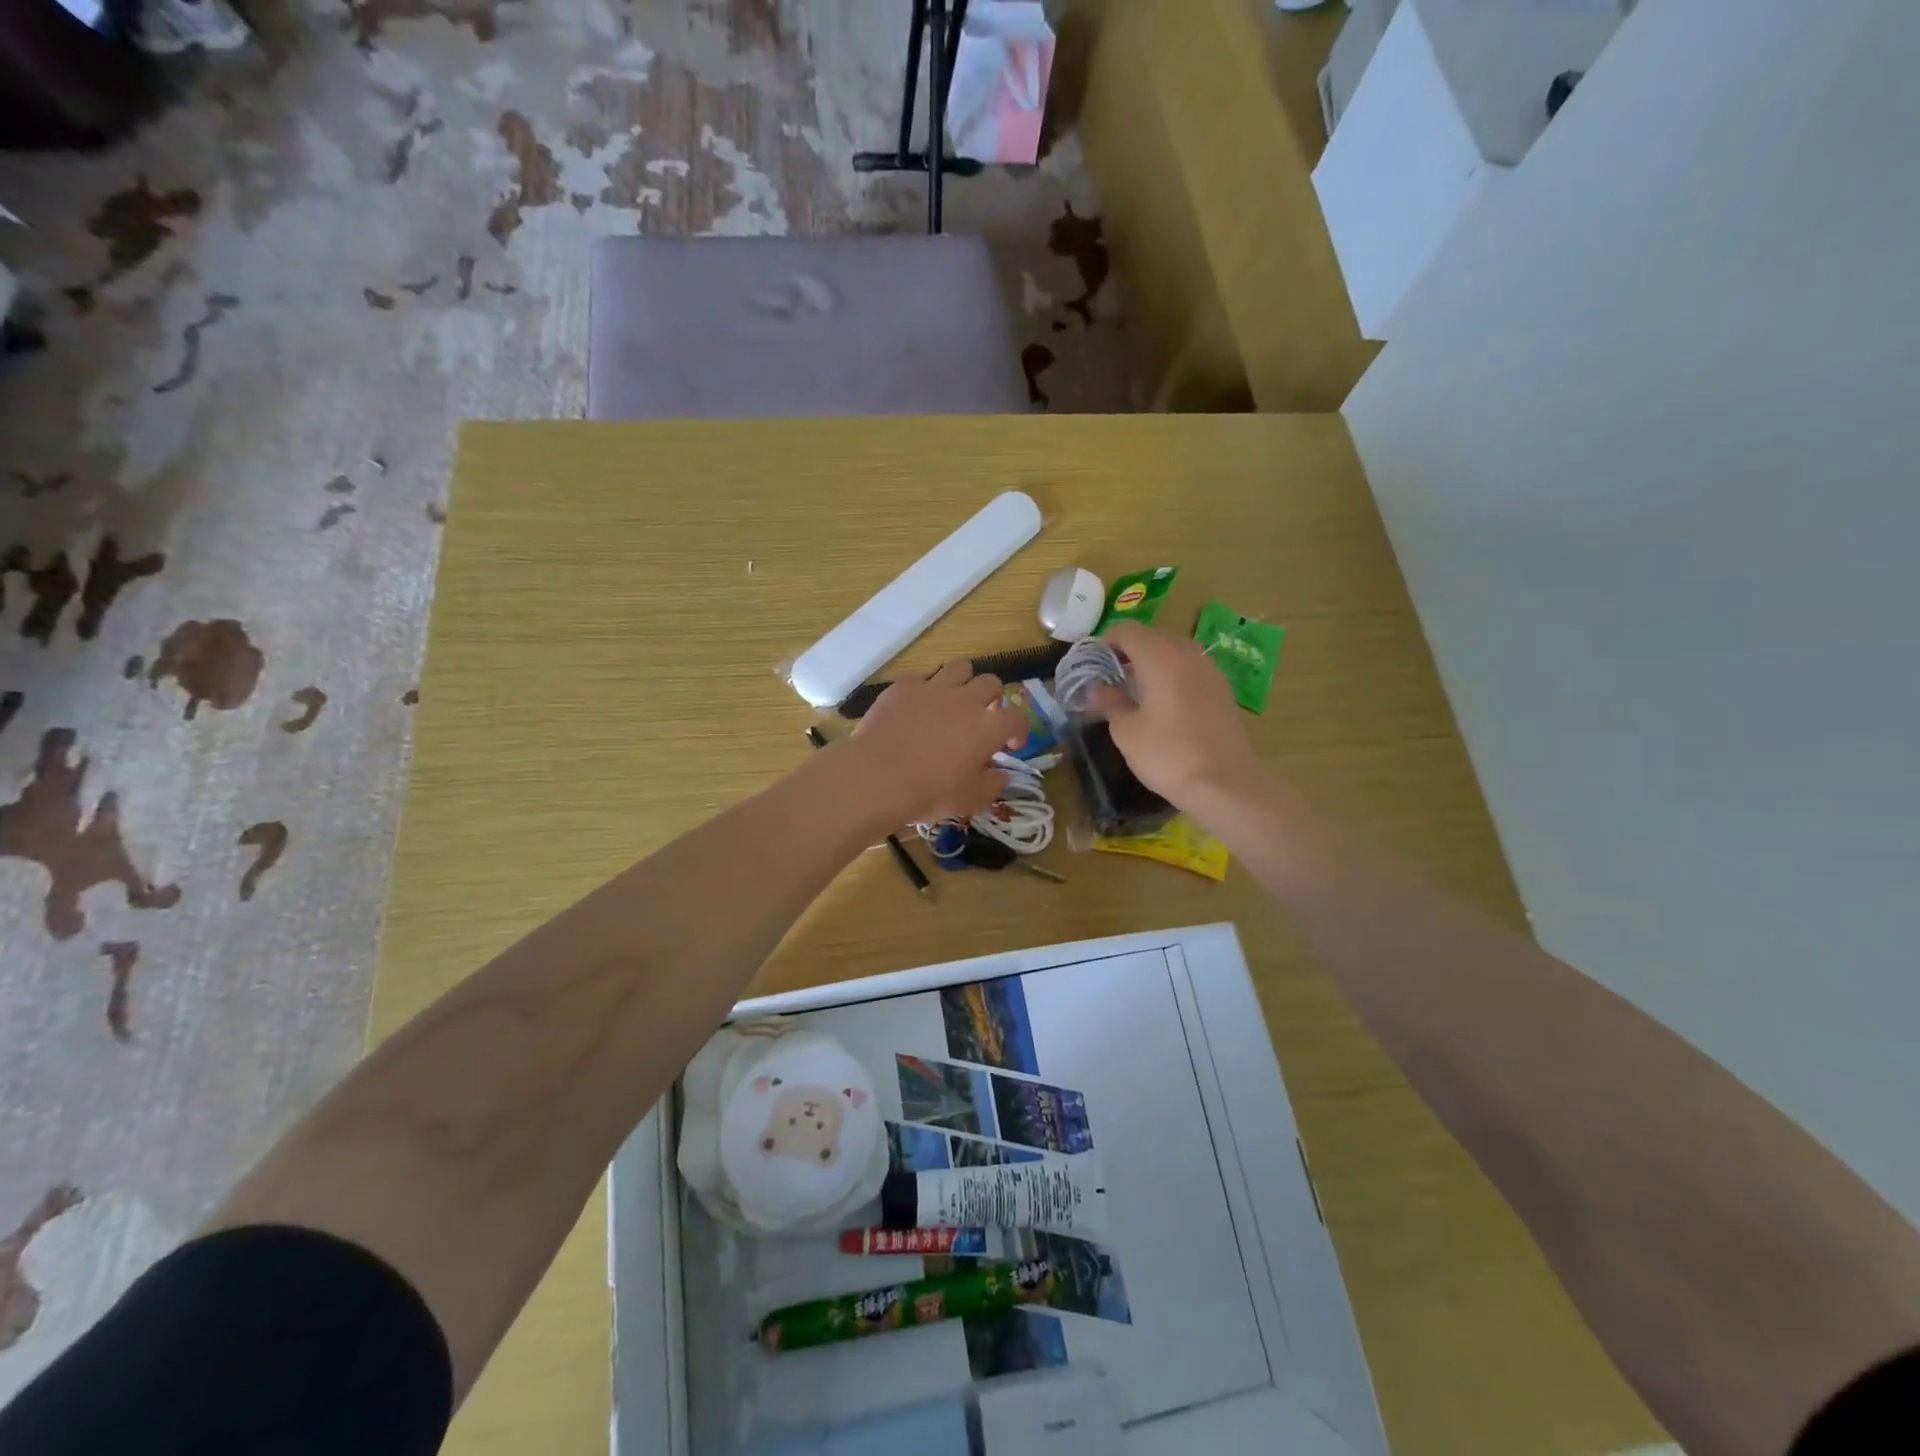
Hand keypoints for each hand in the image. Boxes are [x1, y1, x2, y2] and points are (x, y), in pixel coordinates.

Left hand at [844, 661, 1026, 826]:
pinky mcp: (903, 687)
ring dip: (963, 682)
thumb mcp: (970, 800)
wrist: (876, 777)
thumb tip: (1001, 774)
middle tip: (982, 718)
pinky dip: (925, 690)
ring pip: (960, 668)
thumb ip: (992, 785)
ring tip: (954, 701)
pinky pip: (921, 678)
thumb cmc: (930, 792)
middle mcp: (966, 699)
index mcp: (989, 727)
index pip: (1017, 718)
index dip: (1019, 731)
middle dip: (992, 698)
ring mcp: (933, 688)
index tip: (1010, 746)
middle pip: (991, 683)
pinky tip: (917, 707)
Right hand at [1087, 622, 1260, 804]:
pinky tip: (1165, 705)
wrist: (1223, 783)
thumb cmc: (1166, 753)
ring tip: (1137, 692)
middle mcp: (1187, 653)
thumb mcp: (1126, 730)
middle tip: (1110, 679)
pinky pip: (1191, 670)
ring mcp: (1210, 670)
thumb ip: (1109, 701)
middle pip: (1152, 637)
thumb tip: (1097, 688)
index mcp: (1159, 656)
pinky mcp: (1223, 689)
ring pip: (1174, 652)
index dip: (1105, 642)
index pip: (1126, 630)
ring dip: (1152, 664)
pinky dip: (1173, 677)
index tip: (1093, 665)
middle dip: (1128, 652)